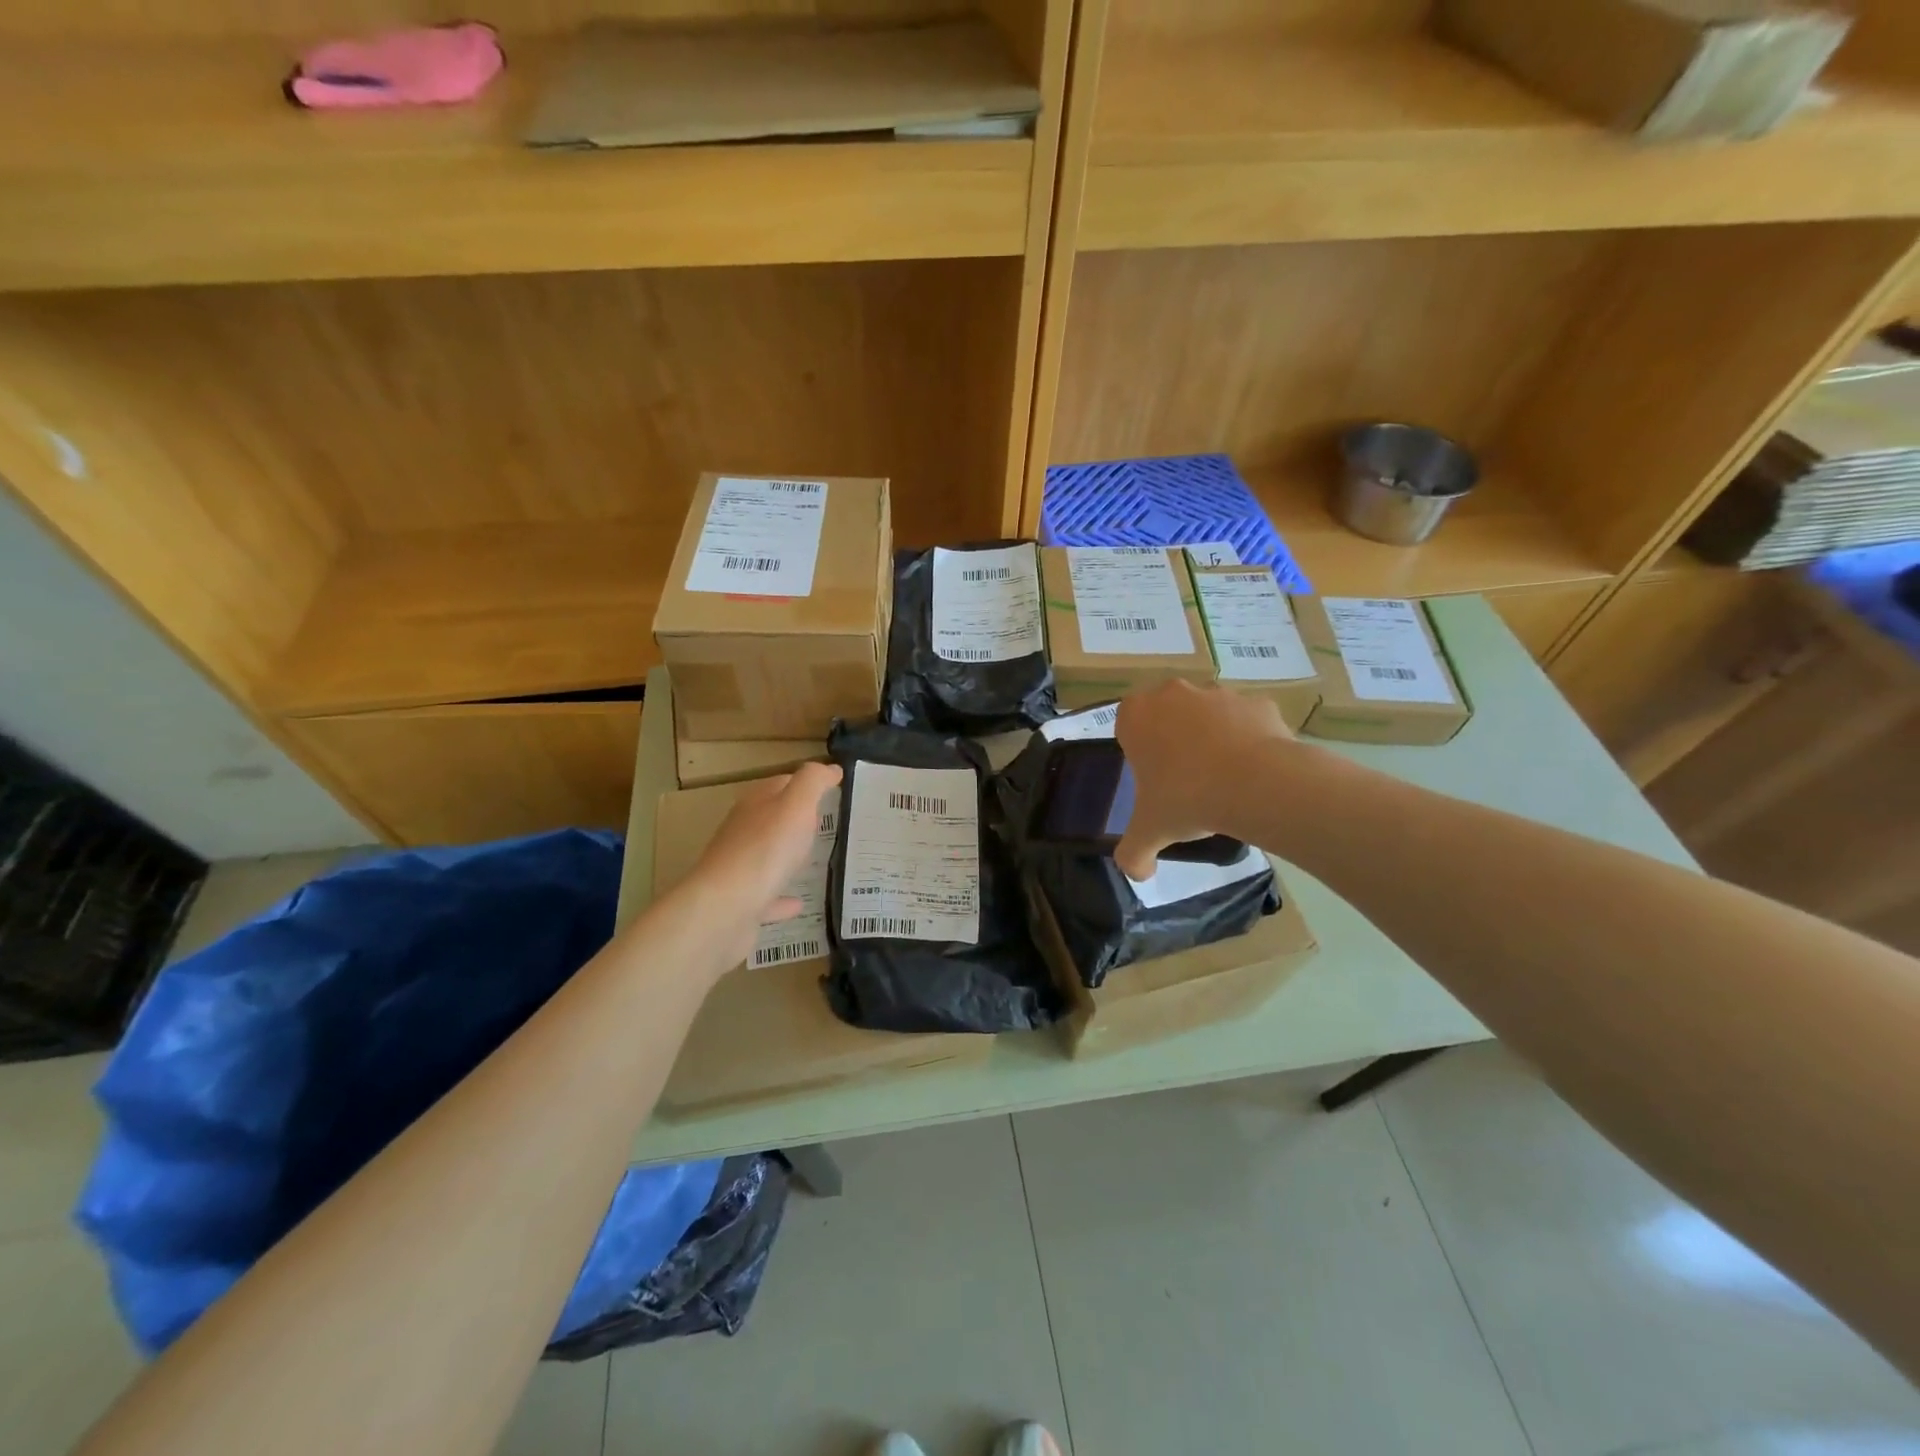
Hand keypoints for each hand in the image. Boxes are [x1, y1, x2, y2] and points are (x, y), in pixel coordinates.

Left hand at [687, 762, 842, 967]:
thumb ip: (813, 782)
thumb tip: (830, 768)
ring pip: (767, 856)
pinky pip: (767, 897)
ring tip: (815, 858)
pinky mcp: (741, 903)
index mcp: (756, 805)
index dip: (807, 783)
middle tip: (829, 822)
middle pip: (772, 818)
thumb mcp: (796, 805)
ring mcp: (740, 869)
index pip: (782, 783)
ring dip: (787, 856)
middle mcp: (743, 832)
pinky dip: (782, 898)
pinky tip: (799, 903)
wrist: (725, 909)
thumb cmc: (765, 850)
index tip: (834, 788)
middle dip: (797, 818)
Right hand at [1113, 681, 1290, 881]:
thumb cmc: (1187, 798)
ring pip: (1208, 715)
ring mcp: (1219, 693)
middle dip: (1174, 741)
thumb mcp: (1150, 833)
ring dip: (1212, 739)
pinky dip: (1248, 741)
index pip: (1127, 725)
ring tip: (1224, 781)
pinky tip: (1254, 774)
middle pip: (1168, 715)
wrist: (1257, 784)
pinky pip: (1247, 722)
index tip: (1153, 779)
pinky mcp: (1258, 702)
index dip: (1139, 751)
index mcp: (1137, 715)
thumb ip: (1133, 854)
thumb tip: (1137, 874)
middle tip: (1185, 781)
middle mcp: (1174, 694)